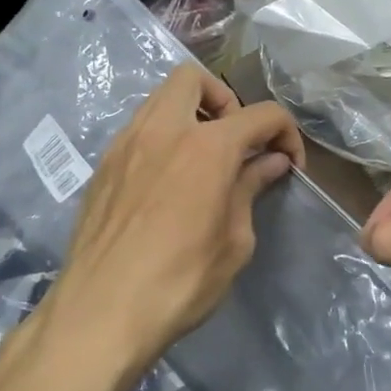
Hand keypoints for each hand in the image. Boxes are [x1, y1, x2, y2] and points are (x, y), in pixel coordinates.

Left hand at [50, 66, 303, 376]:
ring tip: (202, 160)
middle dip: (225, 100)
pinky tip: (167, 182)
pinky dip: (161, 138)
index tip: (289, 164)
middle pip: (194, 78)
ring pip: (159, 99)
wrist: (102, 312)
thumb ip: (250, 189)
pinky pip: (138, 130)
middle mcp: (163, 130)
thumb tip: (270, 162)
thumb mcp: (234, 241)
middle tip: (235, 142)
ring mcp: (125, 144)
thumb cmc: (181, 281)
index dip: (286, 134)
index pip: (262, 114)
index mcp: (207, 146)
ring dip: (189, 114)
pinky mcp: (102, 166)